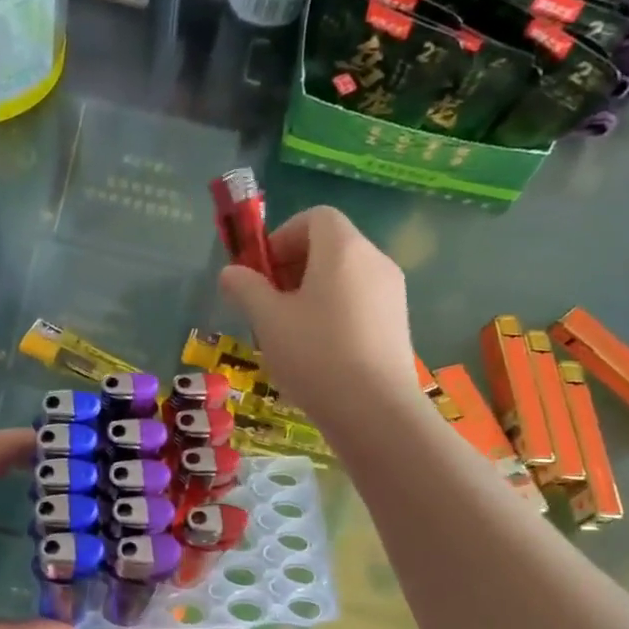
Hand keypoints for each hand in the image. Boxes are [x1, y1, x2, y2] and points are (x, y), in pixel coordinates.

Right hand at [219, 206, 420, 421]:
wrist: (375, 411)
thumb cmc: (315, 356)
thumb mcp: (268, 320)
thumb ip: (246, 289)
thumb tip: (230, 273)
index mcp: (344, 249)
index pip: (315, 217)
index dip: (282, 236)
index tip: (261, 271)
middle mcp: (375, 261)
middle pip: (331, 245)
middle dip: (294, 266)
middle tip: (268, 303)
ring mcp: (392, 293)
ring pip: (345, 276)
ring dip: (312, 291)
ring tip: (290, 331)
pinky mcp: (398, 324)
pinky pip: (360, 302)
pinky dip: (335, 311)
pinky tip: (318, 351)